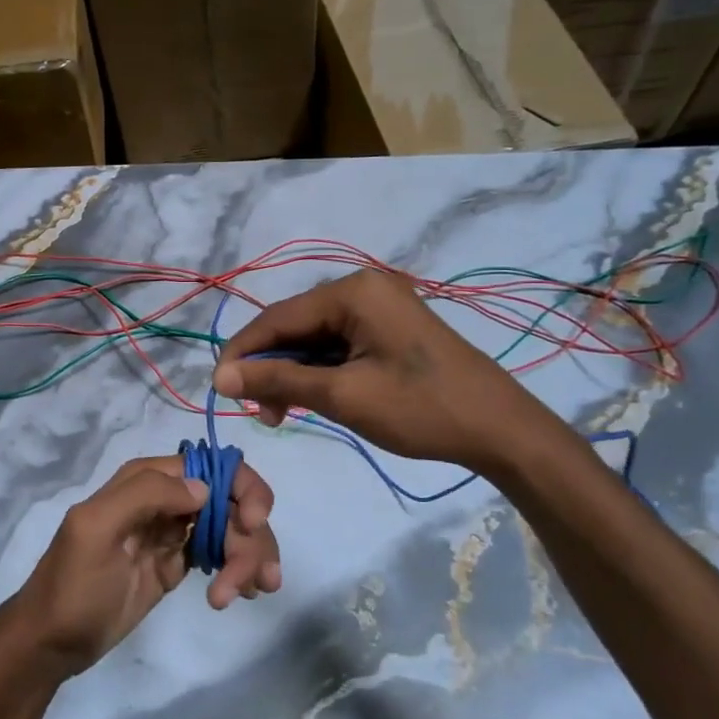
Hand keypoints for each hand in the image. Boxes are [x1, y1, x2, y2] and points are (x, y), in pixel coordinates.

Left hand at [2, 456, 281, 676]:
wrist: (52, 643)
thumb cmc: (72, 585)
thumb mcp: (96, 530)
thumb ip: (145, 495)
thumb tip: (205, 488)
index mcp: (144, 480)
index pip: (211, 465)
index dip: (241, 488)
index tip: (252, 524)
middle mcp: (165, 499)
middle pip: (230, 500)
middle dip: (250, 536)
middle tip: (252, 581)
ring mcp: (173, 533)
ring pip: (231, 529)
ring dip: (249, 557)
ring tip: (245, 594)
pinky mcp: (178, 564)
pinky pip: (221, 555)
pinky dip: (240, 569)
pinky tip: (244, 593)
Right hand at [214, 269, 555, 473]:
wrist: (500, 430)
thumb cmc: (420, 409)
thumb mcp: (342, 395)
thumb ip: (278, 380)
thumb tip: (220, 378)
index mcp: (352, 291)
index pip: (277, 318)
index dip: (243, 353)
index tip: (218, 390)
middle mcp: (363, 288)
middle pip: (295, 327)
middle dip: (270, 368)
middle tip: (258, 413)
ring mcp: (379, 308)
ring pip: (315, 340)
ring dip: (292, 375)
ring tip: (280, 414)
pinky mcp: (389, 330)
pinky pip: (339, 347)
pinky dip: (319, 374)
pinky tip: (307, 400)